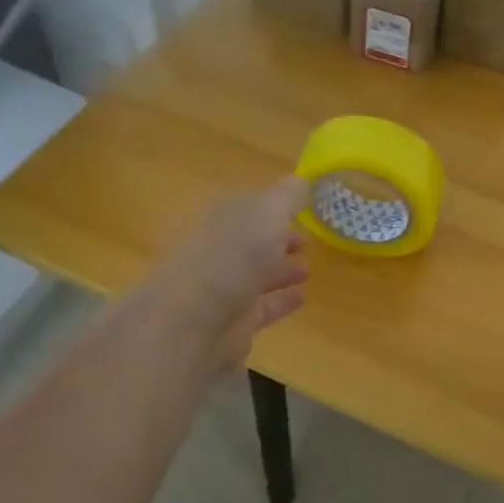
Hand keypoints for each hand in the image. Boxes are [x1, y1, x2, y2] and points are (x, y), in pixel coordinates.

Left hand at [141, 176, 310, 372]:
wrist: (195, 320)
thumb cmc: (233, 256)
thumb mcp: (267, 213)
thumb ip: (286, 197)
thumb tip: (301, 179)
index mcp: (223, 220)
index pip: (248, 209)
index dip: (273, 208)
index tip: (301, 210)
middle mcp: (221, 252)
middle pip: (251, 243)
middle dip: (276, 241)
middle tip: (306, 242)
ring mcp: (225, 289)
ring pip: (257, 276)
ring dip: (281, 271)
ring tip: (308, 269)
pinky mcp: (234, 323)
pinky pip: (263, 308)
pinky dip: (282, 301)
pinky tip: (302, 297)